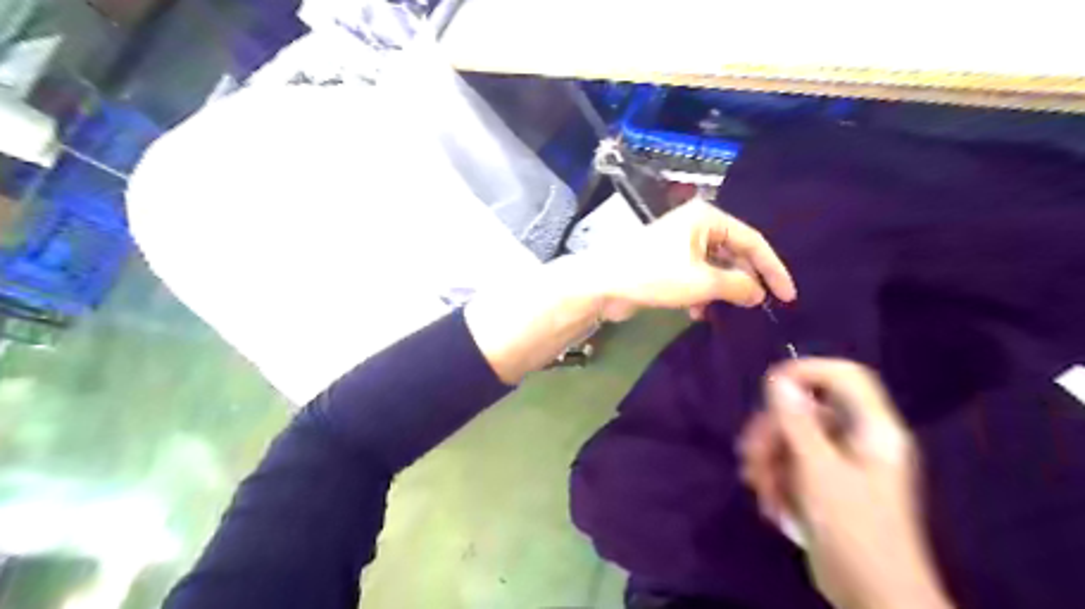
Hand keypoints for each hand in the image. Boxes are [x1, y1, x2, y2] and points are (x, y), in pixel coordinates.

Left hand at [467, 196, 793, 382]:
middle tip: (757, 307)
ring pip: (715, 267)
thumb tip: (759, 294)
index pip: (752, 241)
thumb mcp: (701, 281)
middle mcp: (696, 225)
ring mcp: (680, 243)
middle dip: (744, 281)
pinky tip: (698, 313)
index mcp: (707, 218)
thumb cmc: (653, 274)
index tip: (787, 296)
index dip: (772, 269)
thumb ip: (736, 286)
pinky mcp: (667, 261)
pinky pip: (696, 275)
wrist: (603, 283)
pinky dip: (702, 293)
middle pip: (734, 253)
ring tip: (725, 312)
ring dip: (721, 291)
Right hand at [738, 359, 955, 608]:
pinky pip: (793, 464)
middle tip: (750, 454)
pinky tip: (768, 502)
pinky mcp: (825, 485)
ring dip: (769, 459)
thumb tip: (778, 380)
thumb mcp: (819, 472)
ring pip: (794, 438)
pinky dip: (776, 478)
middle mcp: (858, 439)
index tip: (768, 387)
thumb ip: (798, 422)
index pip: (845, 376)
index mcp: (873, 430)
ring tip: (757, 487)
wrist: (873, 598)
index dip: (807, 372)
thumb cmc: (854, 532)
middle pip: (808, 409)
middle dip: (773, 430)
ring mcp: (841, 463)